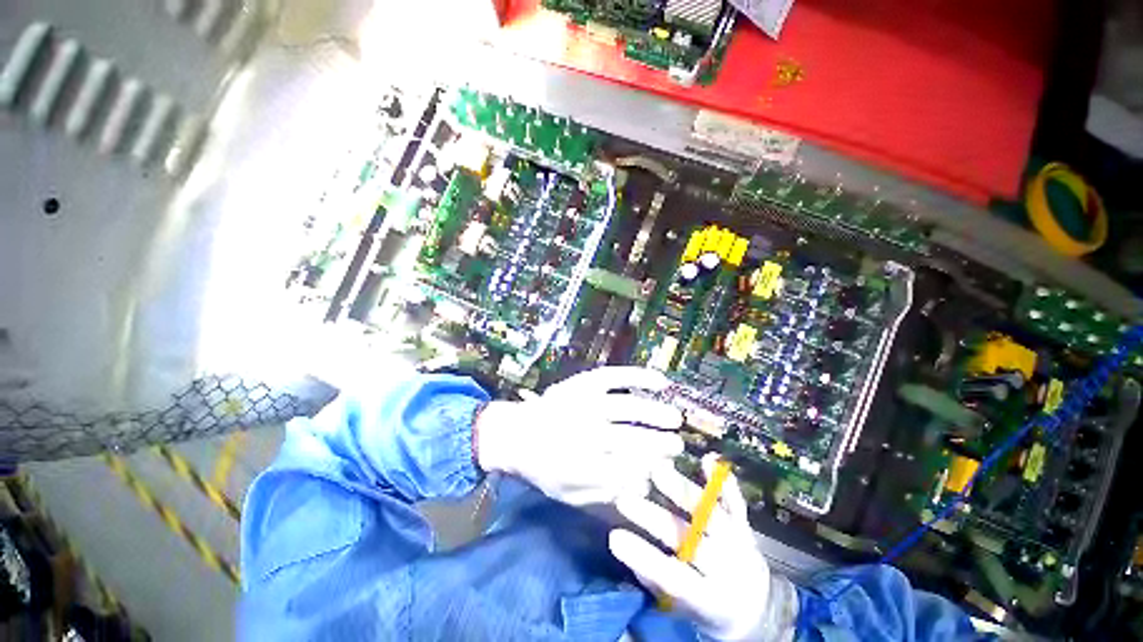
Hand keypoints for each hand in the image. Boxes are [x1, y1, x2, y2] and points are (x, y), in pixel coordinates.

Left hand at [475, 367, 683, 505]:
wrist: (516, 433)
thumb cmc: (545, 468)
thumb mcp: (572, 495)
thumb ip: (608, 493)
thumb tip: (645, 482)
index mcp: (582, 466)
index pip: (630, 468)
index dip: (652, 467)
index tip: (667, 466)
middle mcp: (585, 432)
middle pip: (632, 438)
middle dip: (660, 442)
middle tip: (677, 444)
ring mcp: (584, 402)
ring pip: (628, 407)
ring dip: (655, 412)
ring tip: (675, 418)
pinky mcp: (582, 382)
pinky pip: (615, 376)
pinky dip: (638, 376)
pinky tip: (659, 380)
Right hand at [610, 454, 796, 641]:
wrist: (757, 608)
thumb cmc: (709, 609)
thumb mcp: (683, 609)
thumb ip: (658, 583)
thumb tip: (632, 552)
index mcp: (711, 599)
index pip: (674, 578)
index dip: (644, 558)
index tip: (614, 537)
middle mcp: (729, 569)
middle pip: (690, 540)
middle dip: (654, 518)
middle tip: (624, 499)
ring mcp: (740, 543)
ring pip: (711, 515)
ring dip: (682, 491)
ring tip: (657, 470)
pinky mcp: (745, 525)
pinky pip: (735, 502)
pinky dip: (722, 481)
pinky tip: (708, 459)